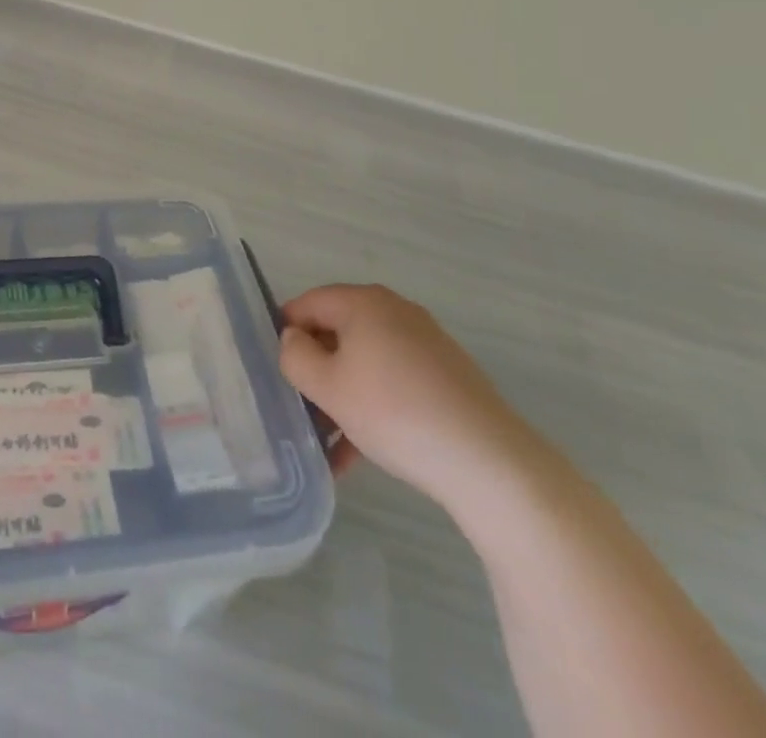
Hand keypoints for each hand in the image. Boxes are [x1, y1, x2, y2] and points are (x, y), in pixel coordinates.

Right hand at [278, 284, 542, 512]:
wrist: (490, 463)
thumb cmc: (394, 412)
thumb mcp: (327, 386)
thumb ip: (295, 356)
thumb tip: (294, 339)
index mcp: (363, 302)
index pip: (307, 304)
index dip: (285, 334)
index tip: (275, 372)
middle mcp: (395, 312)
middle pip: (337, 333)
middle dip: (315, 371)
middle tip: (300, 409)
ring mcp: (425, 344)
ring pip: (365, 363)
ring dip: (342, 397)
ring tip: (327, 446)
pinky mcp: (447, 377)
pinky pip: (393, 382)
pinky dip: (373, 408)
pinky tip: (359, 456)